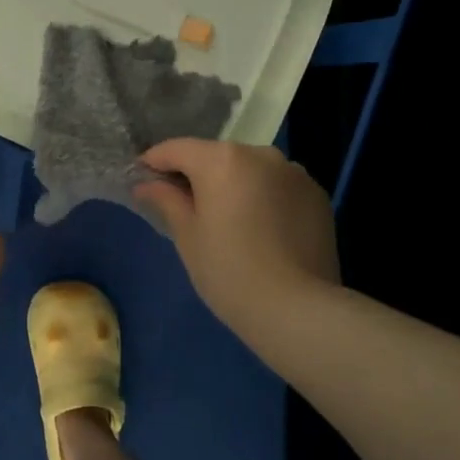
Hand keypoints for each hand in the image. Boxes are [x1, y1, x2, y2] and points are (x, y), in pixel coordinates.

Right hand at [134, 139, 339, 341]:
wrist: (297, 309)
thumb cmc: (228, 271)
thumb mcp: (187, 236)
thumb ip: (166, 200)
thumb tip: (146, 184)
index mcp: (222, 160)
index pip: (177, 149)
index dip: (154, 162)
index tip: (142, 179)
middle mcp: (260, 154)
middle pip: (217, 157)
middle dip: (197, 175)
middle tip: (183, 206)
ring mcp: (294, 173)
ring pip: (250, 170)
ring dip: (233, 185)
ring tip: (227, 220)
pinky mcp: (317, 195)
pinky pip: (277, 187)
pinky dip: (262, 198)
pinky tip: (260, 230)